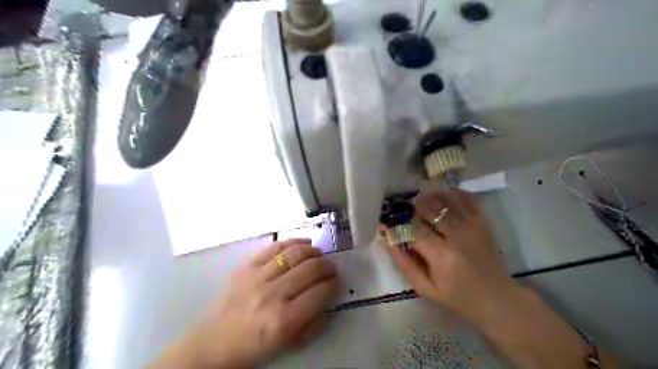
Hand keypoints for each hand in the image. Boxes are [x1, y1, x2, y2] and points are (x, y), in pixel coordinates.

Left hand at [152, 239, 335, 368]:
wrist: (215, 341)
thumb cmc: (255, 345)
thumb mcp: (289, 344)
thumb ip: (313, 324)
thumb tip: (326, 299)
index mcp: (285, 319)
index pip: (320, 292)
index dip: (332, 283)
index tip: (334, 280)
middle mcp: (273, 294)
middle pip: (310, 269)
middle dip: (327, 266)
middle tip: (331, 267)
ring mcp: (258, 277)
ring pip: (294, 254)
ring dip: (312, 251)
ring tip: (319, 253)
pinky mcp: (246, 266)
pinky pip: (274, 247)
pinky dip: (292, 242)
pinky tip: (303, 243)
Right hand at [384, 188, 516, 324]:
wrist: (496, 298)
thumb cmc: (455, 296)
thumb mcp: (423, 287)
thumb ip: (402, 260)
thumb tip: (384, 234)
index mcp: (441, 255)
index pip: (413, 228)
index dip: (400, 223)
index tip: (395, 225)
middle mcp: (457, 236)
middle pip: (429, 207)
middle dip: (415, 207)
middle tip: (411, 214)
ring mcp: (472, 225)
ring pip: (446, 198)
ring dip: (430, 197)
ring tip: (424, 204)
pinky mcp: (482, 221)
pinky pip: (466, 197)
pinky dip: (451, 193)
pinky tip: (442, 197)